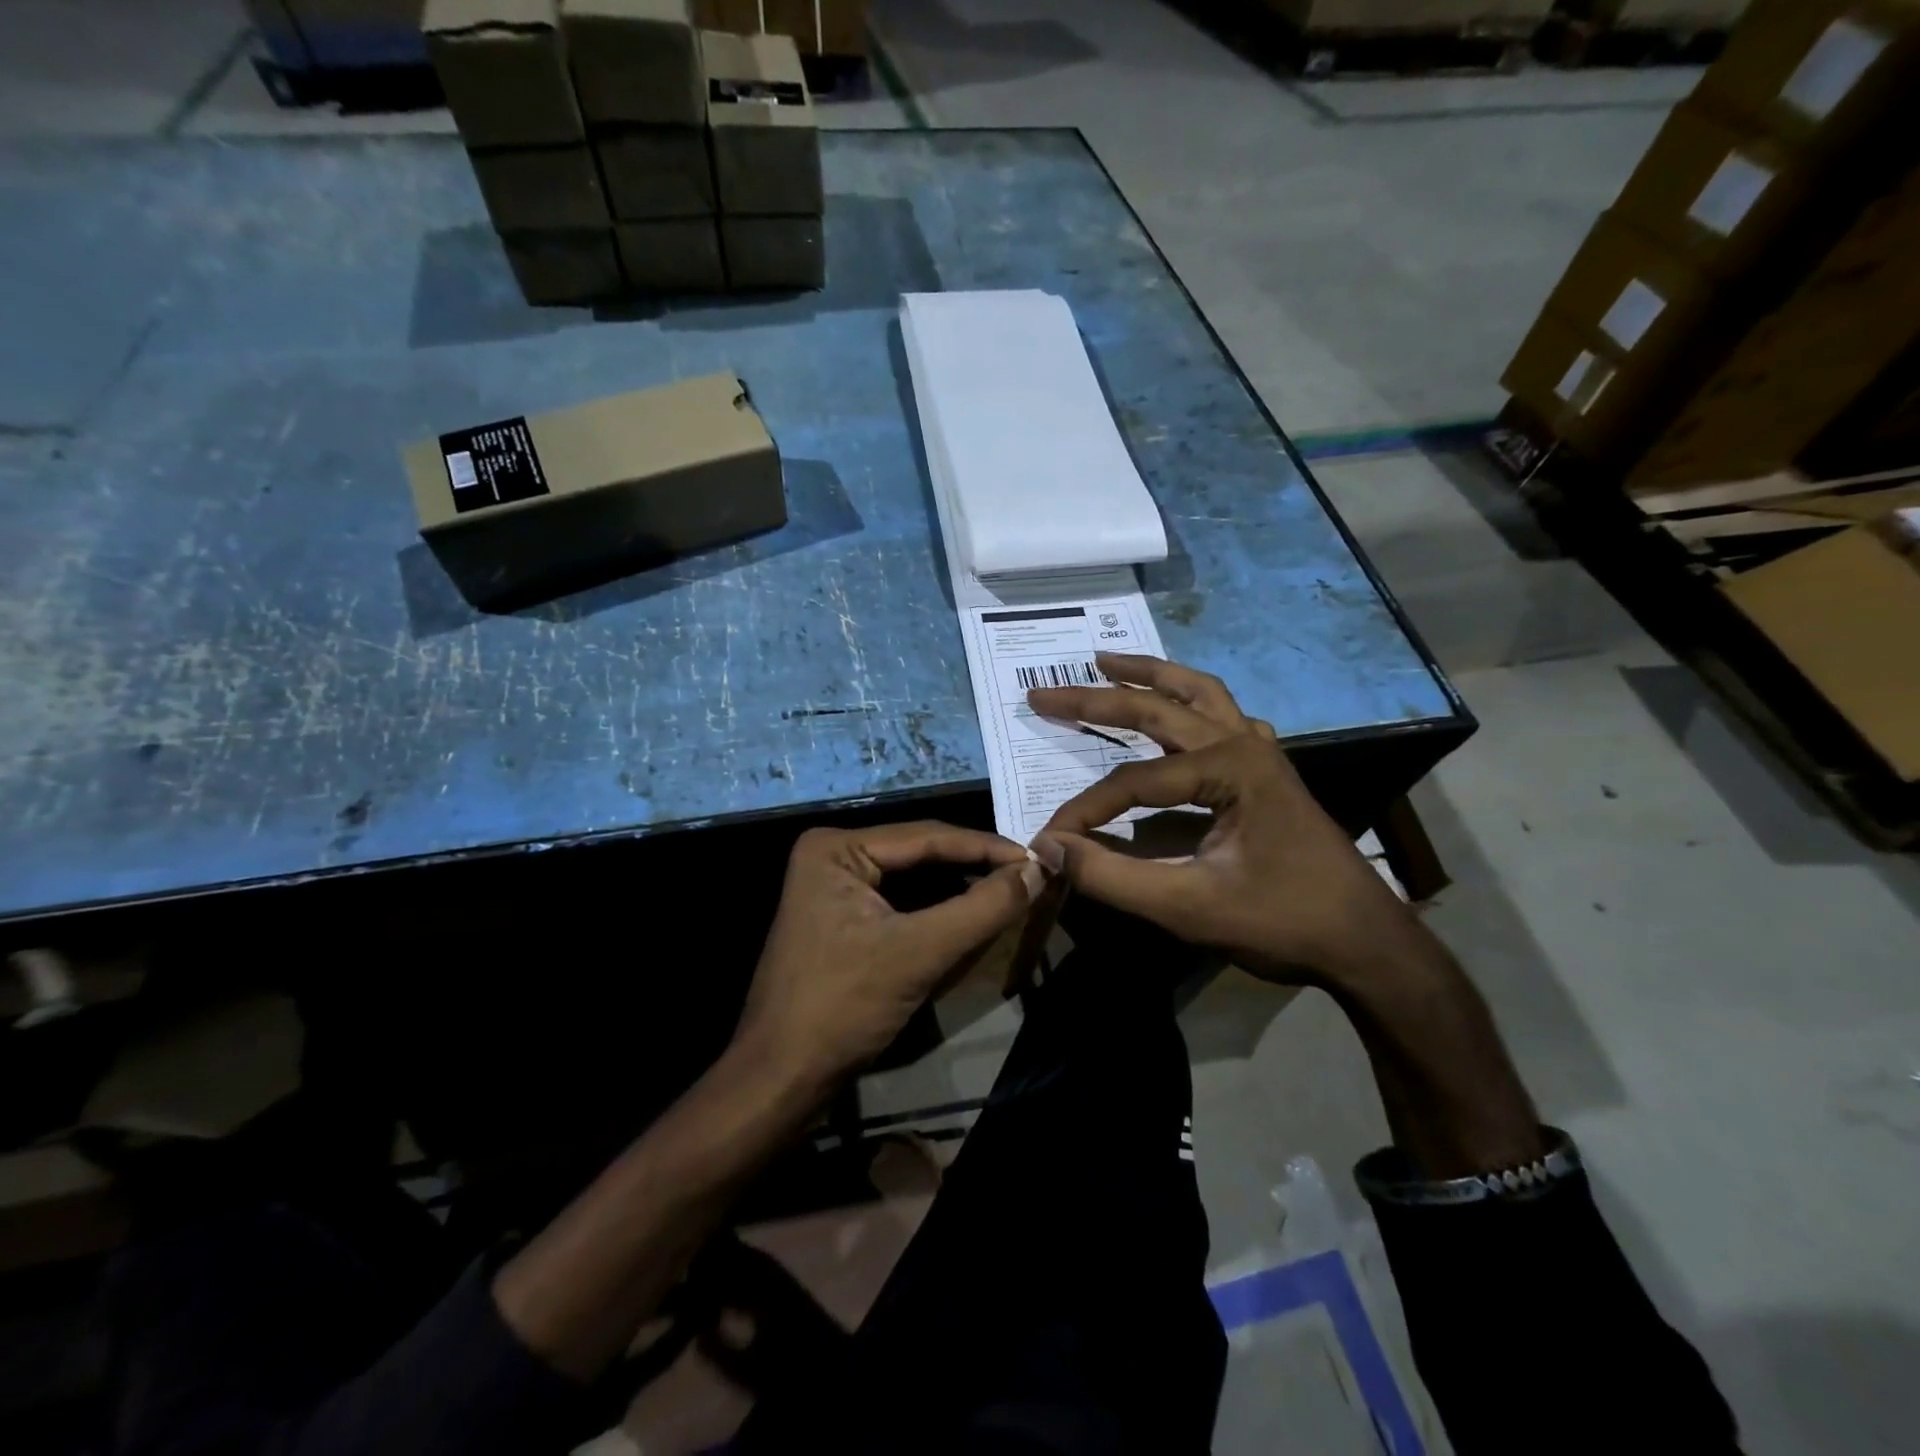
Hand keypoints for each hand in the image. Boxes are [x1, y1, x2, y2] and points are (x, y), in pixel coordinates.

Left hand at [736, 823, 1041, 1092]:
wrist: (781, 1080)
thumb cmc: (842, 1008)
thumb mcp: (919, 953)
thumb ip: (982, 908)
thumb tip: (1038, 872)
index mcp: (836, 847)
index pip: (927, 836)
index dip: (987, 848)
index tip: (1039, 859)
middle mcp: (833, 855)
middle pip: (920, 854)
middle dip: (974, 867)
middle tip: (1030, 877)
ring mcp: (835, 887)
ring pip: (914, 879)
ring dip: (960, 887)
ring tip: (1011, 892)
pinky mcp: (842, 917)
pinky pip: (902, 903)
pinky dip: (938, 910)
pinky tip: (973, 914)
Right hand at [1028, 653, 1416, 987]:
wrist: (1365, 942)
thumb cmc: (1282, 921)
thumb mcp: (1188, 907)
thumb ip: (1112, 877)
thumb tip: (1049, 847)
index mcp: (1228, 768)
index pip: (1133, 782)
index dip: (1085, 809)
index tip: (1049, 836)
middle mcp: (1243, 743)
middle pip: (1158, 708)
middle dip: (1096, 699)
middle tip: (1043, 692)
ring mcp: (1261, 752)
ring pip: (1197, 693)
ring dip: (1148, 676)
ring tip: (1104, 662)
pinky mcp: (1267, 769)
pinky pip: (1222, 717)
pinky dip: (1190, 701)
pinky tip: (1175, 708)